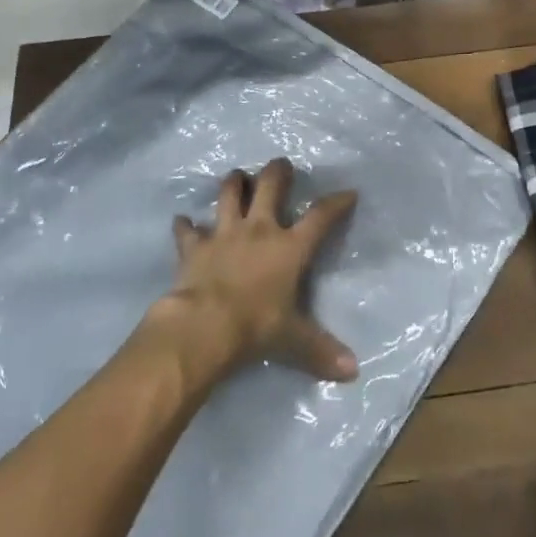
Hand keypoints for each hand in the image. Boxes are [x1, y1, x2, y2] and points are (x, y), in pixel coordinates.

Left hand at [153, 159, 358, 382]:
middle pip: (270, 186)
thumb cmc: (256, 327)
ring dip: (233, 183)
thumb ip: (321, 350)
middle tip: (281, 165)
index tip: (349, 192)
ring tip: (237, 176)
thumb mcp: (294, 340)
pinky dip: (185, 226)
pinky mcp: (194, 246)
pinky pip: (187, 230)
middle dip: (277, 172)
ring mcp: (224, 233)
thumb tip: (353, 371)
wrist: (204, 326)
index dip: (336, 203)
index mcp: (289, 247)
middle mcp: (259, 230)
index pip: (320, 217)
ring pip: (228, 194)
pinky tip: (182, 222)